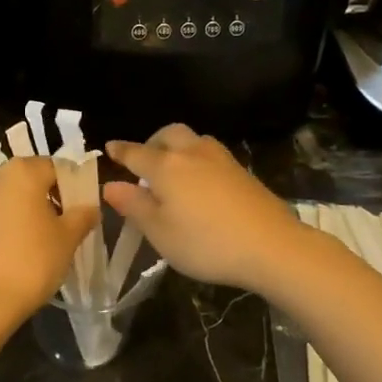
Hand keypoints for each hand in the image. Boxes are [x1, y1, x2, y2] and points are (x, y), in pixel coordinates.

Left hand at [0, 156, 98, 320]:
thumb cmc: (30, 263)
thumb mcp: (67, 240)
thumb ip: (82, 216)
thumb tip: (90, 207)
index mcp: (20, 171)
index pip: (55, 167)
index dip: (71, 187)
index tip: (79, 212)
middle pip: (26, 180)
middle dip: (44, 198)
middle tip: (60, 228)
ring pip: (4, 197)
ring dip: (19, 211)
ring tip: (33, 242)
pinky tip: (8, 252)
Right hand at [103, 125, 312, 294]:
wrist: (272, 246)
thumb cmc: (206, 243)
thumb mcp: (160, 232)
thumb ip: (134, 205)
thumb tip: (111, 185)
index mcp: (166, 166)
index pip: (135, 153)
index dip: (120, 151)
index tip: (110, 148)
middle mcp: (191, 153)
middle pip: (168, 134)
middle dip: (151, 142)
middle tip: (144, 162)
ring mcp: (220, 159)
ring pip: (193, 140)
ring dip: (177, 147)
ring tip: (173, 171)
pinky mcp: (242, 171)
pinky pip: (210, 154)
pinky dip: (197, 159)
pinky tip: (200, 182)